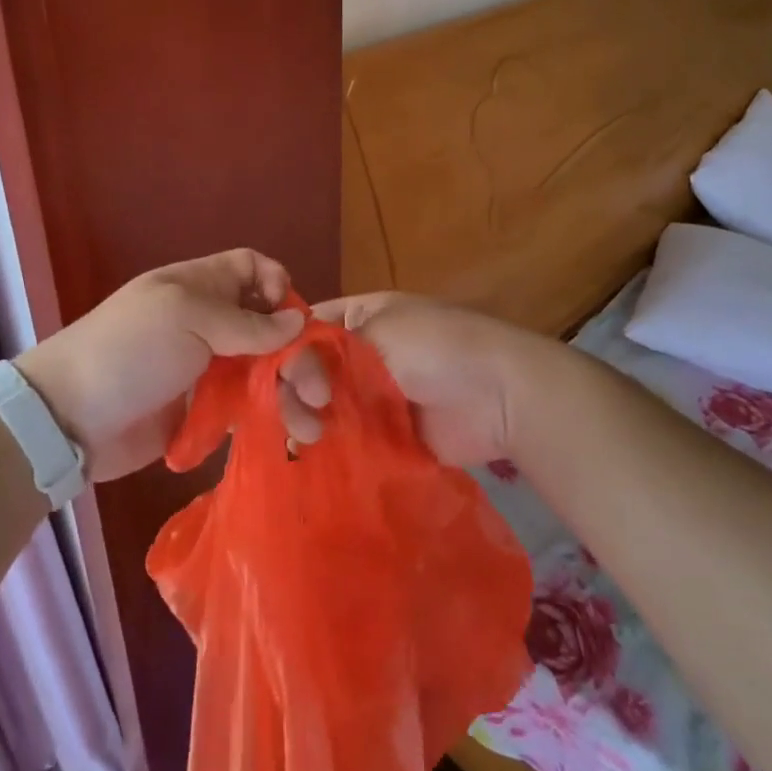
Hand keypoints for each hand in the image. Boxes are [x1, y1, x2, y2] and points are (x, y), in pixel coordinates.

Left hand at [15, 249, 304, 481]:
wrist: (68, 419)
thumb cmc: (128, 351)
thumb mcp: (186, 318)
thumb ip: (246, 323)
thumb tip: (299, 323)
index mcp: (200, 287)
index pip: (251, 269)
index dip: (277, 286)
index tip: (293, 320)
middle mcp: (208, 323)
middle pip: (269, 327)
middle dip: (298, 354)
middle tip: (317, 392)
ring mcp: (205, 369)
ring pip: (263, 371)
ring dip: (290, 394)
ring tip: (309, 429)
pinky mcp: (201, 412)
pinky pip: (245, 408)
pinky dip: (268, 418)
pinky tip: (289, 438)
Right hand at [305, 293, 545, 467]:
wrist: (498, 395)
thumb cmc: (436, 346)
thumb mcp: (378, 330)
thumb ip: (324, 352)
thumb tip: (285, 376)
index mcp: (358, 317)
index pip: (304, 328)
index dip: (282, 347)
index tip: (273, 369)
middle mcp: (357, 354)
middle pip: (304, 370)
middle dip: (294, 386)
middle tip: (310, 405)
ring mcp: (368, 396)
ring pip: (317, 406)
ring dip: (304, 417)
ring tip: (313, 435)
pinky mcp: (380, 434)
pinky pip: (342, 437)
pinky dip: (325, 445)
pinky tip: (309, 452)